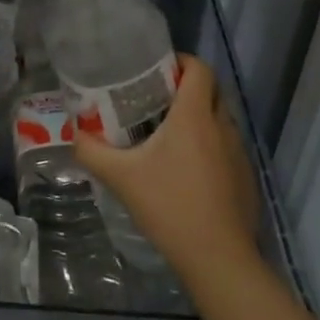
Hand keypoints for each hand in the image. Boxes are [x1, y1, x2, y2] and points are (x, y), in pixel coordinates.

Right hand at [72, 55, 261, 285]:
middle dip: (185, 88)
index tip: (156, 70)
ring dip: (198, 118)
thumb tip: (74, 134)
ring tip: (167, 134)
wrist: (219, 259)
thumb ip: (91, 151)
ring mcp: (239, 153)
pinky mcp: (245, 177)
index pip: (199, 69)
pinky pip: (227, 146)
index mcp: (194, 116)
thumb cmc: (169, 206)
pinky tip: (186, 171)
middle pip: (210, 90)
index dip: (180, 61)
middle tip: (154, 99)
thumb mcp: (120, 177)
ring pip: (220, 119)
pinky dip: (209, 145)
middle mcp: (222, 126)